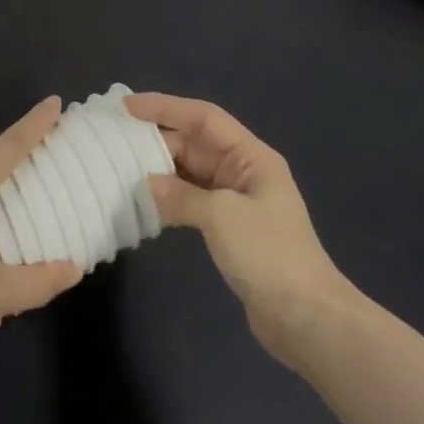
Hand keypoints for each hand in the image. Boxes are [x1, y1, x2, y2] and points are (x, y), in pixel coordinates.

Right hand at [126, 93, 353, 367]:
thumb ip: (182, 195)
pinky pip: (194, 201)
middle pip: (197, 143)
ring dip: (162, 170)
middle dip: (160, 139)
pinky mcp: (231, 231)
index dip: (166, 107)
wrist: (305, 318)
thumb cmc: (268, 254)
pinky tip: (146, 205)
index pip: (204, 117)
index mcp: (252, 156)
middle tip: (117, 141)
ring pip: (193, 173)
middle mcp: (244, 172)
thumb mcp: (222, 216)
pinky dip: (171, 200)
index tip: (128, 106)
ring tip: (123, 168)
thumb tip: (148, 183)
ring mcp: (238, 202)